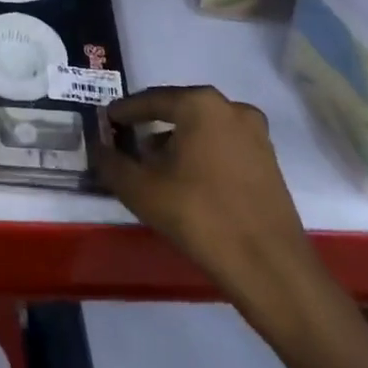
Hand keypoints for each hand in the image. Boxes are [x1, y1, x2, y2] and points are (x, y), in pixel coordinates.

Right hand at [98, 86, 325, 335]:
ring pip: (203, 129)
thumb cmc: (200, 216)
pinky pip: (223, 146)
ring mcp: (256, 134)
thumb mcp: (141, 190)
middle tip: (127, 143)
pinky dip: (201, 155)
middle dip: (151, 126)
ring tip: (154, 167)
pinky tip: (186, 181)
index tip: (106, 121)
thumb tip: (97, 147)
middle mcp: (231, 108)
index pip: (151, 100)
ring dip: (177, 142)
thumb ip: (111, 163)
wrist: (270, 267)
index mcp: (200, 104)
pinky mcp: (269, 161)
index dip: (124, 112)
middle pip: (179, 111)